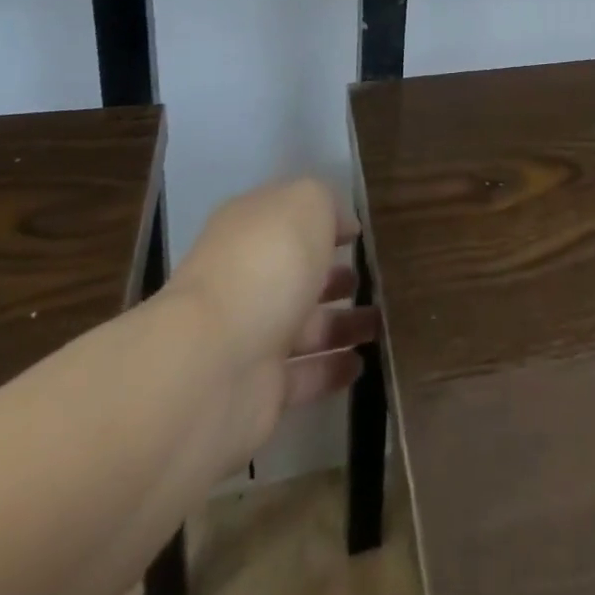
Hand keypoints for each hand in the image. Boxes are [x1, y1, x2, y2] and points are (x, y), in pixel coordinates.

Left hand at [167, 178, 377, 468]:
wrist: (213, 365)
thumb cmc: (266, 264)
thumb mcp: (306, 204)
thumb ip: (328, 204)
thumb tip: (342, 225)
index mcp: (250, 230)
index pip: (288, 218)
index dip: (322, 221)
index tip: (357, 233)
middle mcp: (248, 279)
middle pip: (296, 275)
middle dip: (332, 277)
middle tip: (370, 279)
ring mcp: (251, 336)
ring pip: (305, 326)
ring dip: (341, 323)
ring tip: (380, 323)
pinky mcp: (260, 390)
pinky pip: (304, 374)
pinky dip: (332, 368)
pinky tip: (361, 363)